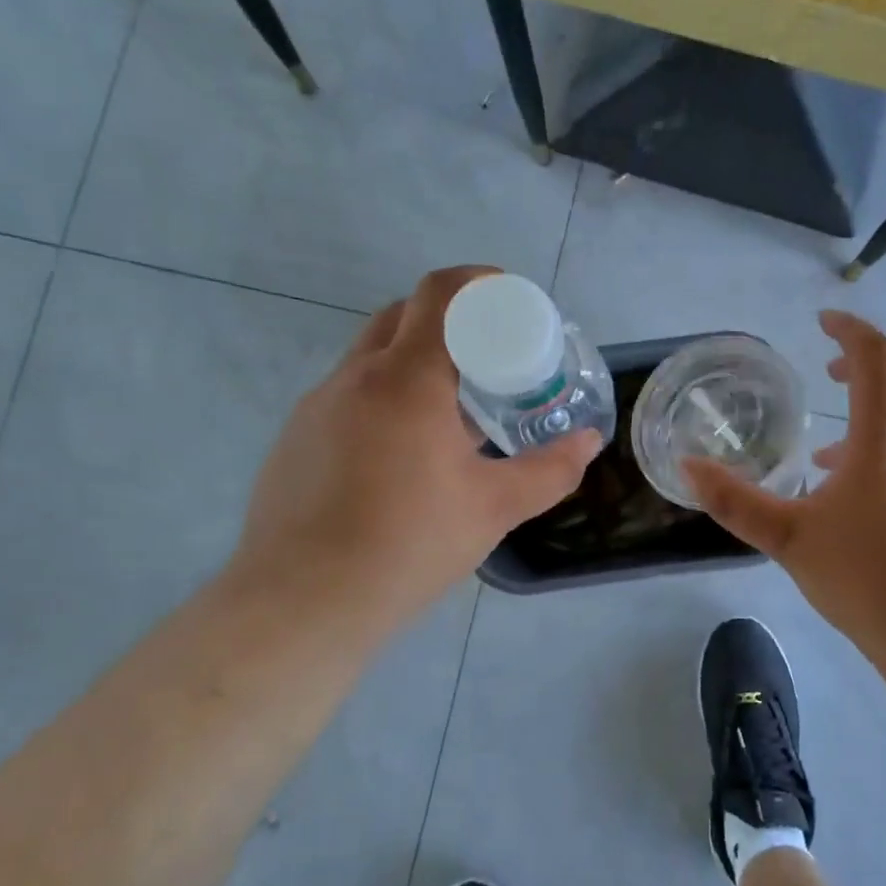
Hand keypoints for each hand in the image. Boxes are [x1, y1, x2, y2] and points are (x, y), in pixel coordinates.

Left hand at [231, 266, 599, 623]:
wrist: (303, 604)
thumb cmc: (408, 545)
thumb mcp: (494, 509)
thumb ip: (550, 470)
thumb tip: (589, 442)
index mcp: (406, 381)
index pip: (439, 294)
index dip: (478, 281)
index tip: (509, 297)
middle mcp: (355, 378)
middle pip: (402, 314)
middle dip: (449, 319)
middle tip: (487, 355)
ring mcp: (317, 406)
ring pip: (371, 356)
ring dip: (414, 360)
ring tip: (450, 409)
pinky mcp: (296, 438)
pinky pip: (348, 395)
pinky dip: (384, 397)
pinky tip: (401, 453)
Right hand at [685, 311, 885, 660]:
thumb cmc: (865, 579)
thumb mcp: (788, 540)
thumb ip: (735, 502)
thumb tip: (689, 469)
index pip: (876, 356)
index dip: (850, 330)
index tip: (823, 321)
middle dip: (868, 364)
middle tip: (830, 374)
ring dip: (876, 420)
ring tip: (831, 460)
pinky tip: (866, 506)